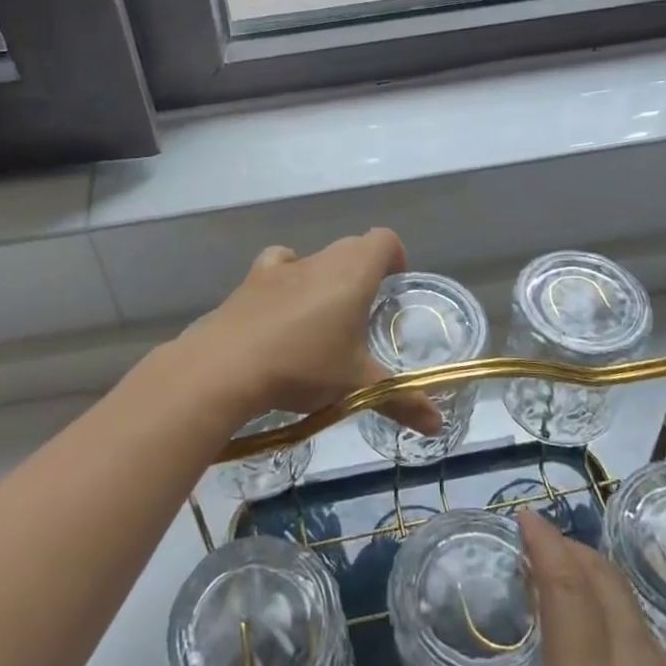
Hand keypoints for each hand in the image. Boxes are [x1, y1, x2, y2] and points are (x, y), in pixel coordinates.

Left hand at [172, 229, 442, 435]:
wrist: (226, 365)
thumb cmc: (303, 366)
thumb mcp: (357, 386)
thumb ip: (401, 401)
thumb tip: (438, 426)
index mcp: (353, 272)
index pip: (384, 240)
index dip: (394, 256)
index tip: (395, 285)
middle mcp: (320, 259)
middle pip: (351, 248)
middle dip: (363, 272)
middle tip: (365, 313)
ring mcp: (282, 267)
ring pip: (315, 258)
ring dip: (325, 277)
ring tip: (323, 318)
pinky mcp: (251, 280)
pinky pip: (277, 266)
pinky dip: (286, 280)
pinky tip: (282, 310)